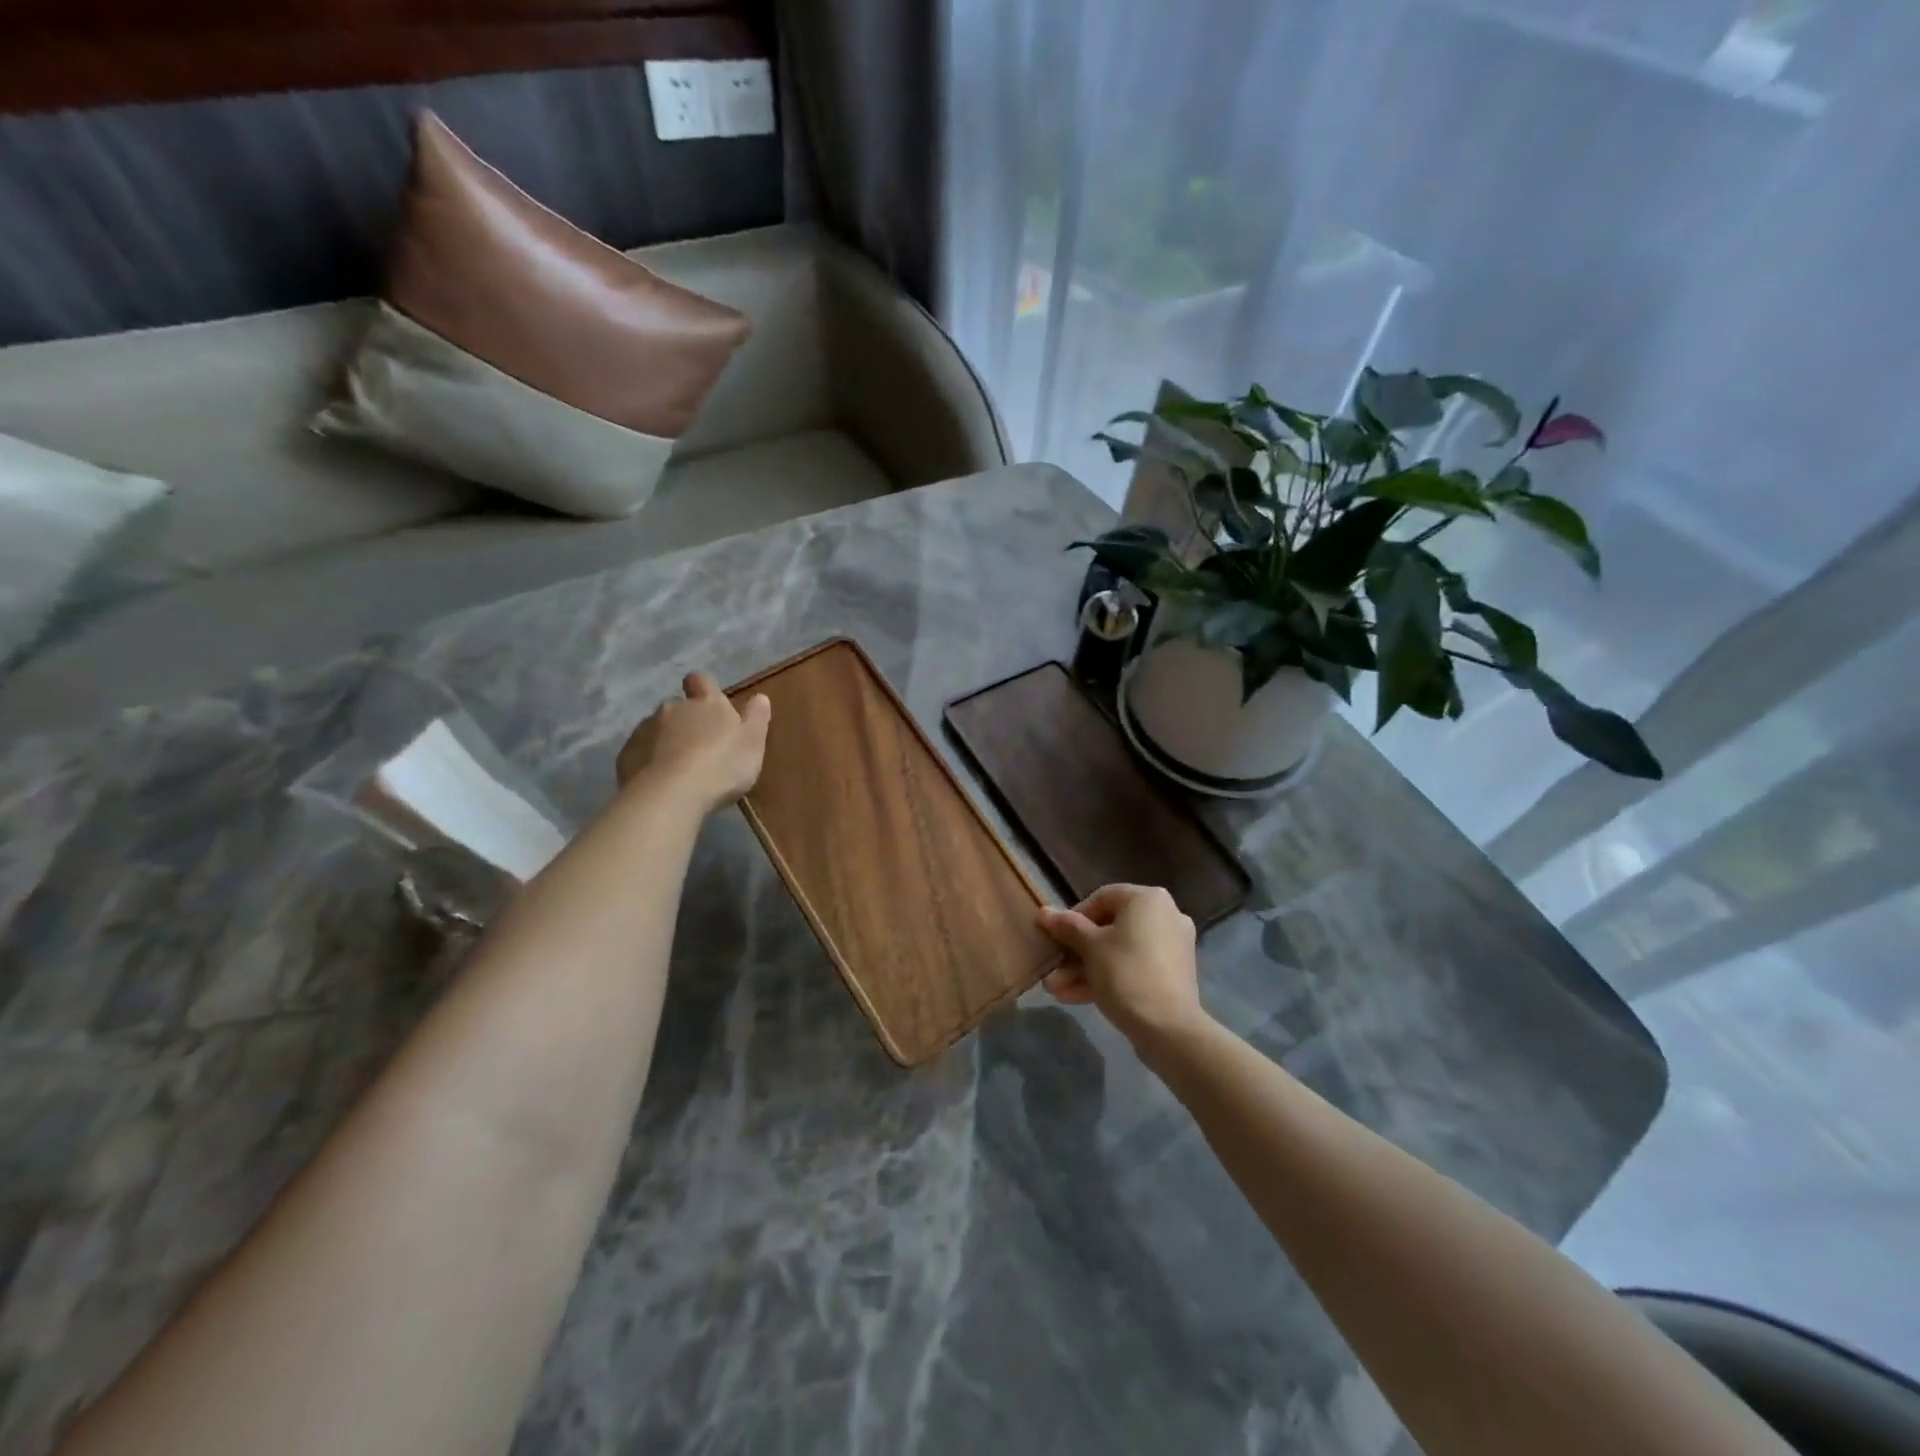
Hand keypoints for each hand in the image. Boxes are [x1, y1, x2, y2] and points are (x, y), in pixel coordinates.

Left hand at [616, 672, 770, 813]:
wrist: (670, 795)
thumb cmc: (721, 766)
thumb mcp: (753, 743)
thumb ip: (756, 718)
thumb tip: (760, 697)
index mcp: (706, 703)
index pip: (701, 681)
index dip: (703, 689)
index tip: (708, 703)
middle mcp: (672, 708)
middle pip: (677, 707)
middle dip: (685, 721)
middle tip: (699, 748)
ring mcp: (645, 730)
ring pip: (656, 729)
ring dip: (666, 742)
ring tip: (678, 769)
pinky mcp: (626, 754)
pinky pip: (640, 752)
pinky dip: (648, 762)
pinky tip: (660, 782)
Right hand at [1035, 884, 1206, 1047]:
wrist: (1168, 1028)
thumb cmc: (1125, 973)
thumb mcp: (1089, 947)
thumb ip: (1066, 926)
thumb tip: (1044, 912)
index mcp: (1148, 899)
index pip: (1101, 898)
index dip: (1073, 917)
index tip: (1056, 938)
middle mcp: (1164, 916)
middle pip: (1109, 929)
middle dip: (1075, 952)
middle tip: (1052, 970)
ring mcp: (1171, 947)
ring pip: (1118, 952)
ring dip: (1085, 969)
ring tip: (1055, 990)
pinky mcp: (1172, 975)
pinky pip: (1133, 968)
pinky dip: (1107, 978)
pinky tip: (1074, 997)